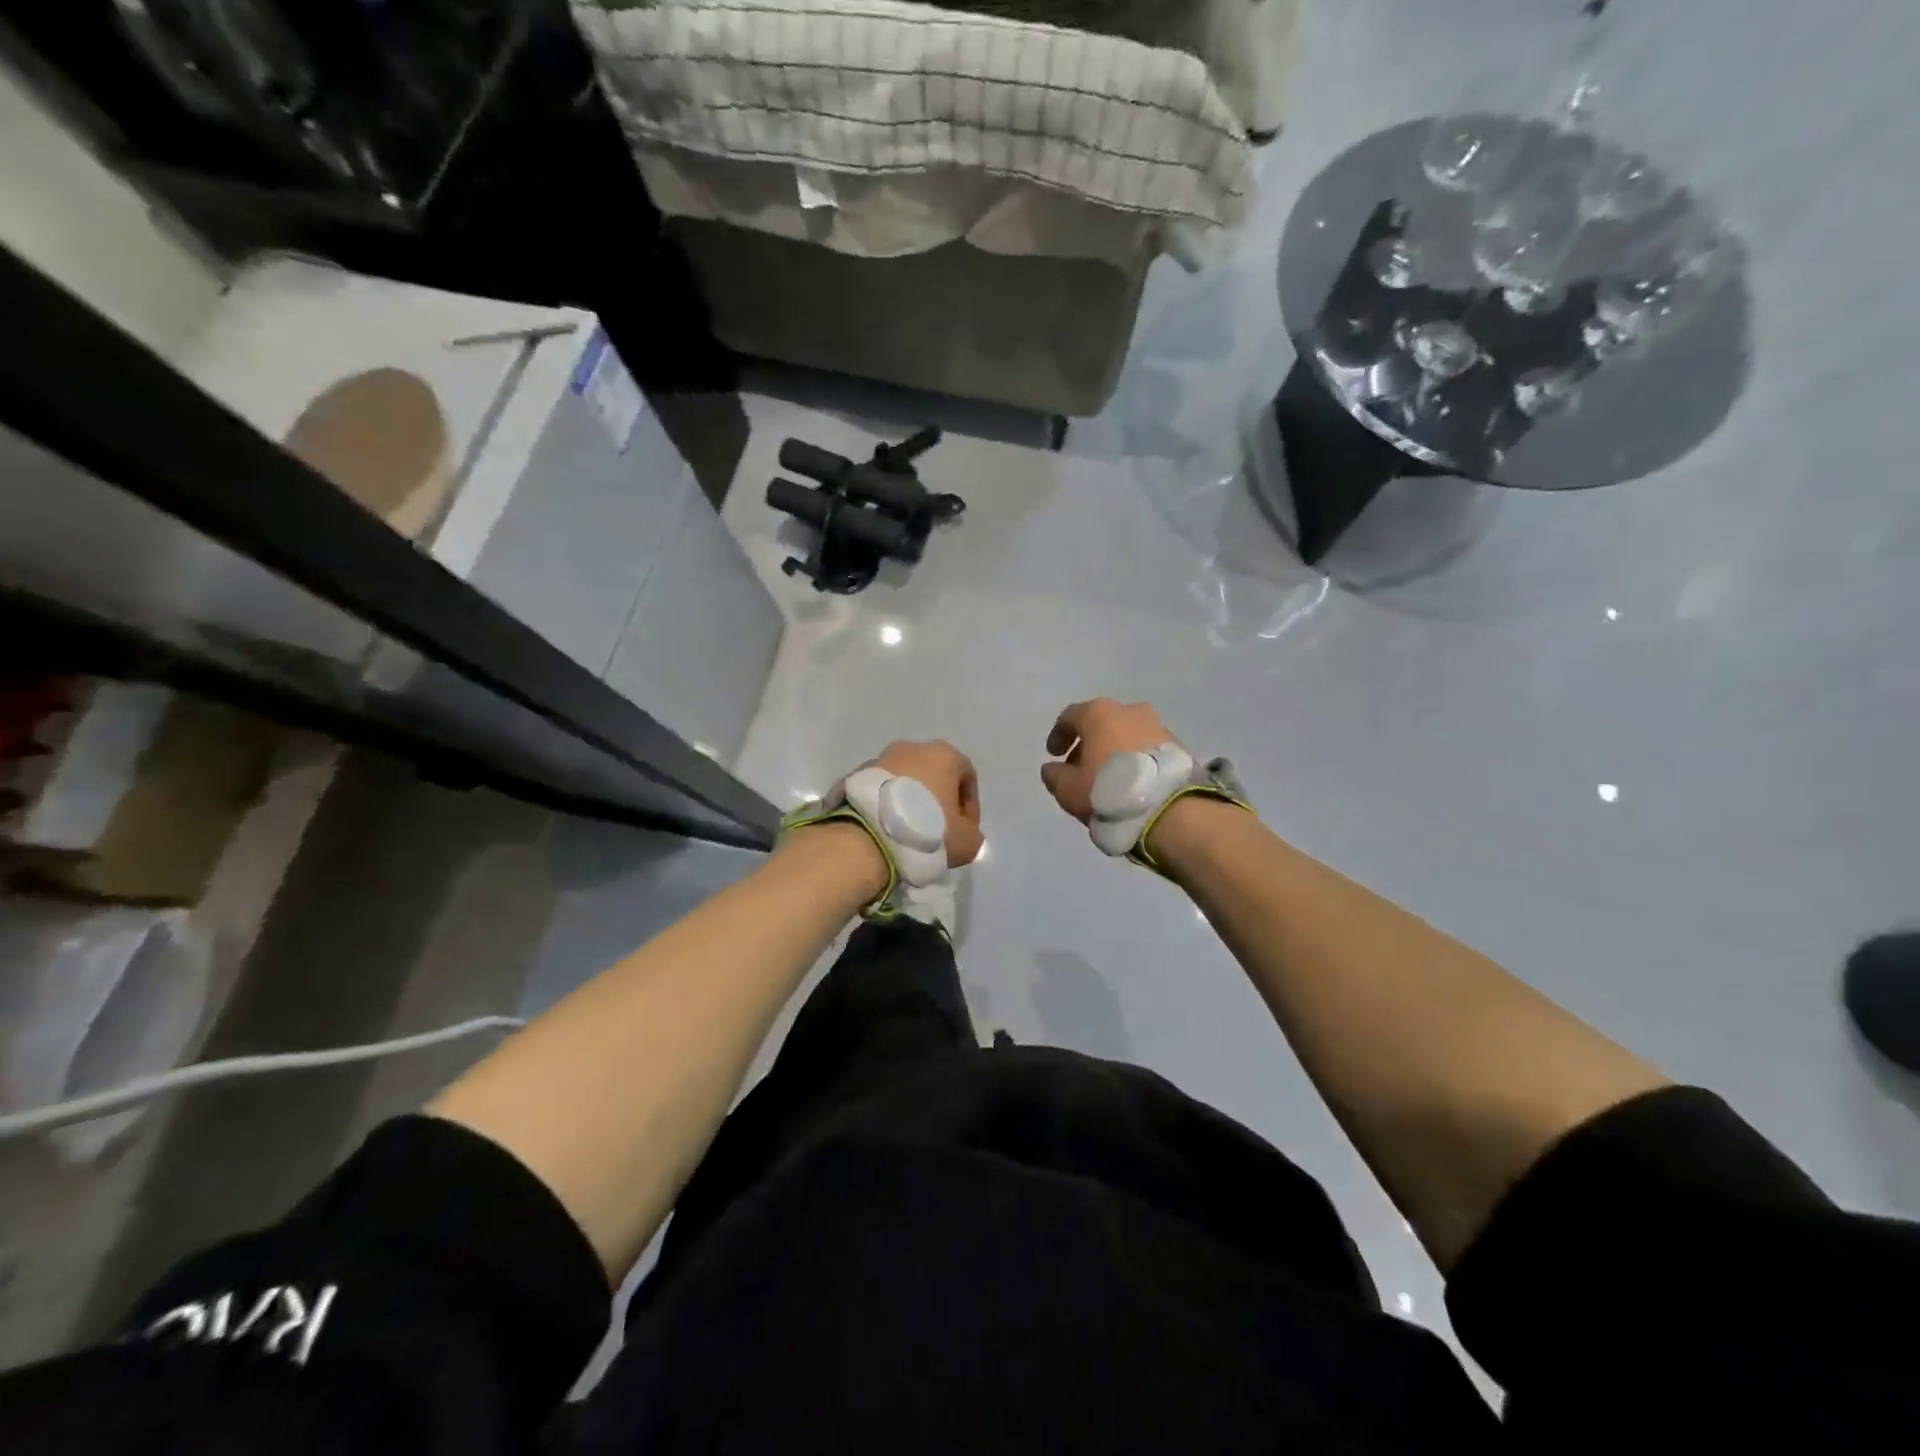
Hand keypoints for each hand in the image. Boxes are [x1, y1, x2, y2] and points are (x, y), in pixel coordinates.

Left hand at [873, 740, 984, 867]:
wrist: (868, 836)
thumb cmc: (927, 831)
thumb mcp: (967, 842)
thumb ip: (973, 833)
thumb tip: (964, 832)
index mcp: (945, 755)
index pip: (967, 778)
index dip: (970, 807)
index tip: (964, 831)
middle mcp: (914, 747)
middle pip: (935, 774)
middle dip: (938, 799)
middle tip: (937, 830)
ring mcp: (882, 757)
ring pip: (906, 779)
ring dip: (911, 800)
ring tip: (908, 830)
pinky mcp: (858, 773)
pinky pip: (882, 789)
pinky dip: (888, 804)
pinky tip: (886, 827)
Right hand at [1039, 699, 1175, 823]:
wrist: (1168, 807)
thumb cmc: (1108, 790)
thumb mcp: (1068, 789)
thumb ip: (1054, 775)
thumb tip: (1052, 769)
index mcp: (1099, 713)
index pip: (1070, 716)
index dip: (1058, 735)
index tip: (1054, 754)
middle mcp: (1129, 711)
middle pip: (1101, 723)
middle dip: (1088, 743)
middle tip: (1081, 768)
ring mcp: (1157, 725)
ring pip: (1126, 734)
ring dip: (1114, 750)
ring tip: (1108, 778)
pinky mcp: (1177, 745)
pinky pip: (1147, 747)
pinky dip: (1135, 759)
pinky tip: (1131, 782)